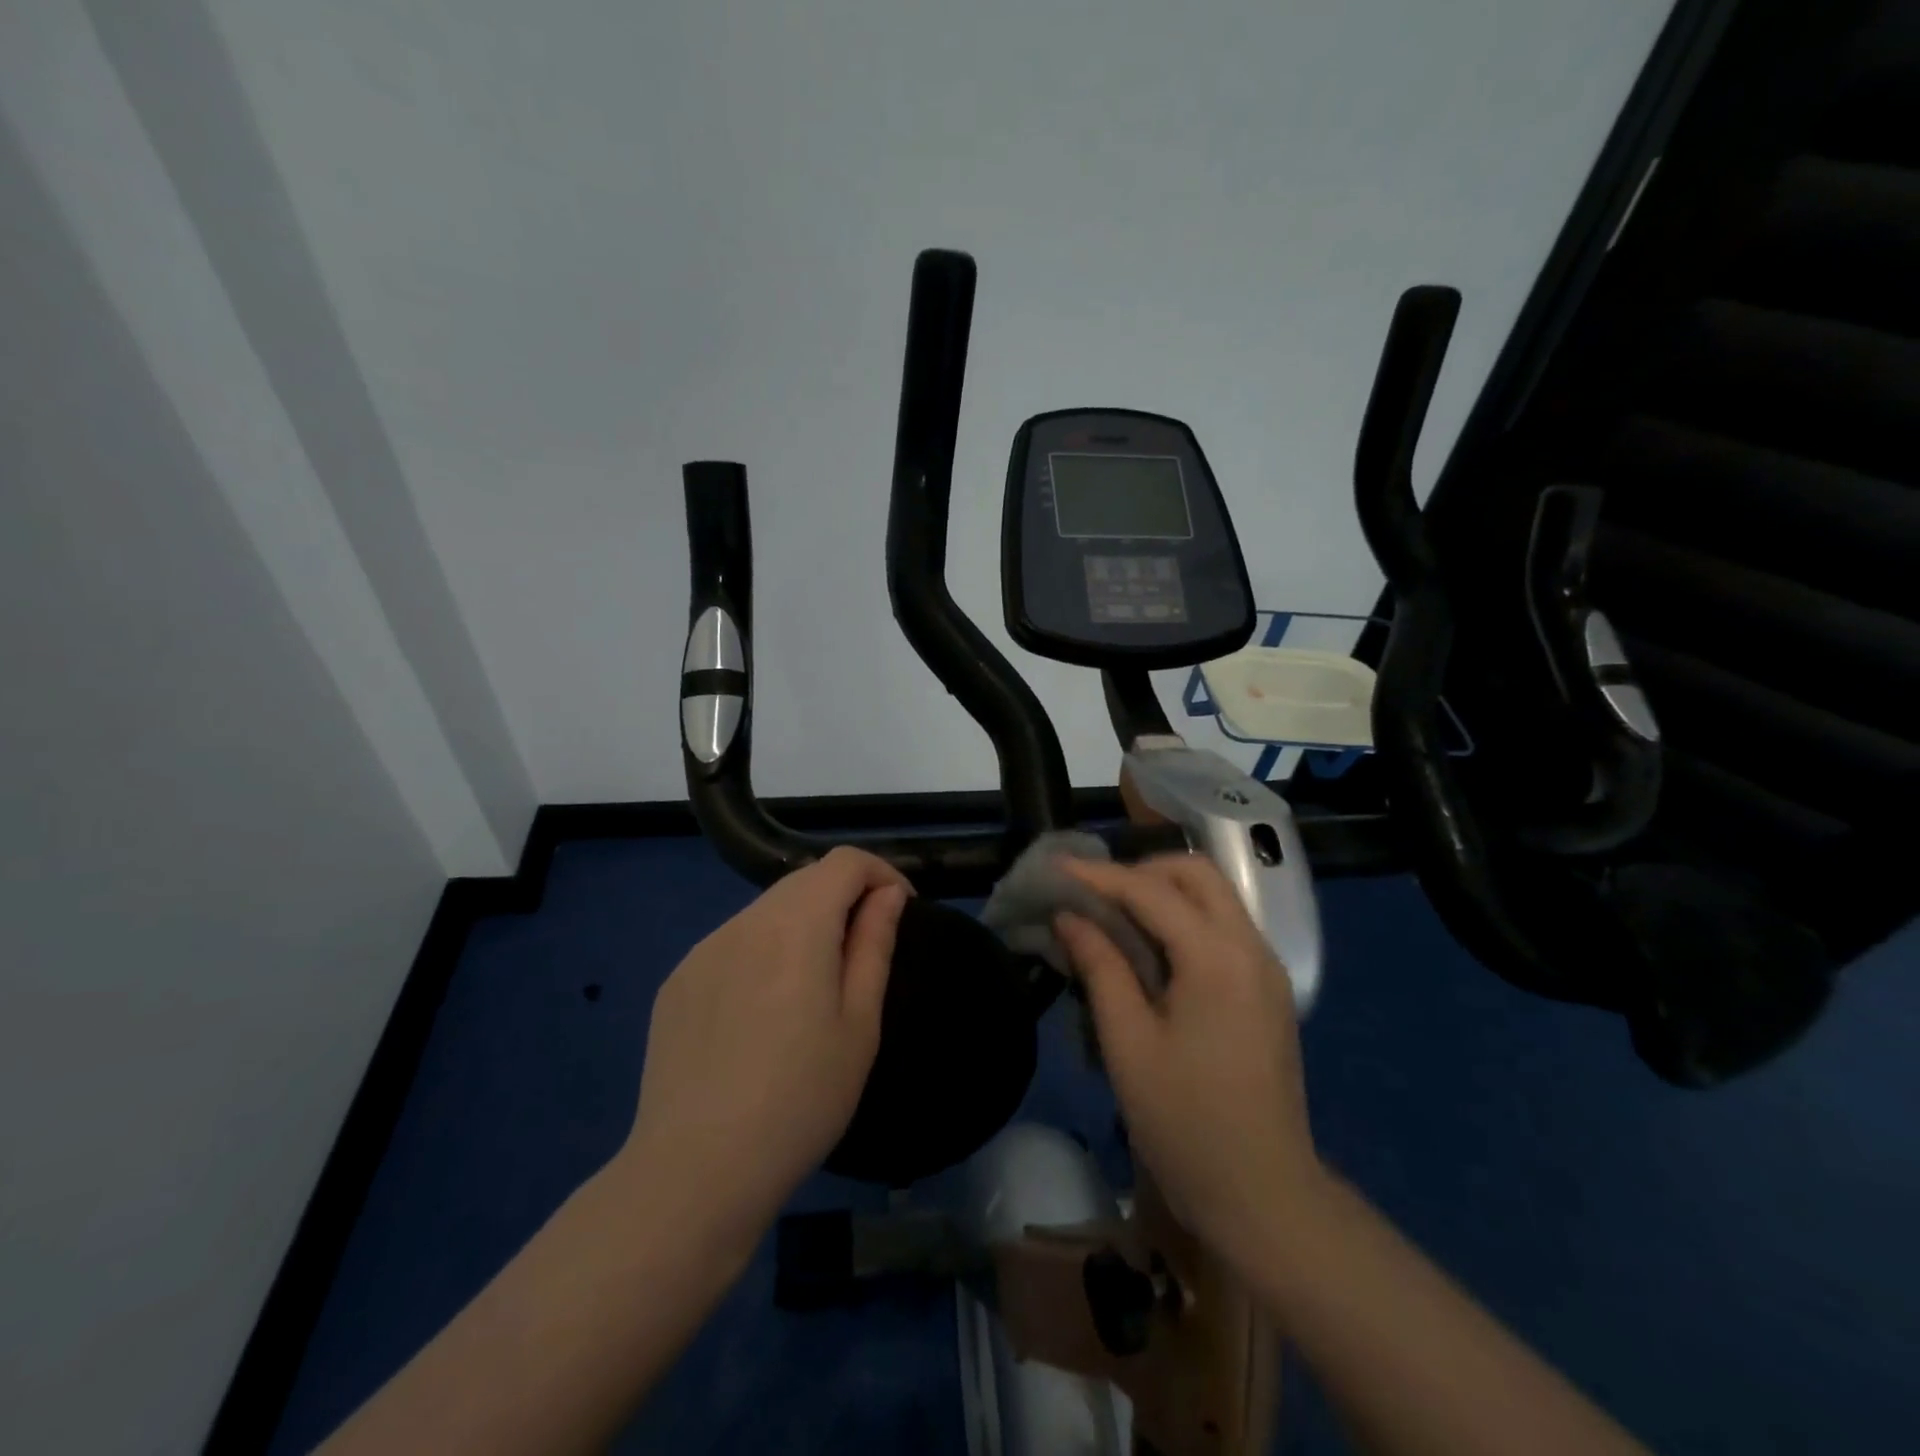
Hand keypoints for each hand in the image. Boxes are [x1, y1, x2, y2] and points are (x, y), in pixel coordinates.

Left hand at [618, 848, 909, 1254]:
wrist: (696, 1171)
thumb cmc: (801, 1099)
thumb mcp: (859, 1024)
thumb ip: (874, 944)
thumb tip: (887, 895)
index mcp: (795, 925)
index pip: (844, 862)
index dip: (880, 874)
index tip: (899, 913)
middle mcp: (744, 922)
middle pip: (803, 881)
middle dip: (842, 899)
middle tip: (862, 955)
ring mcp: (702, 950)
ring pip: (766, 912)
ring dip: (801, 927)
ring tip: (811, 991)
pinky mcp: (676, 982)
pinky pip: (731, 945)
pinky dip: (761, 954)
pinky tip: (760, 1016)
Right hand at [1056, 854, 1325, 1271]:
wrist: (1264, 1197)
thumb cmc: (1186, 1123)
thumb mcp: (1128, 1044)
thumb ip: (1100, 967)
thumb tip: (1069, 916)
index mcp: (1217, 958)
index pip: (1151, 891)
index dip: (1097, 875)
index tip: (1053, 867)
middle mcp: (1251, 948)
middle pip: (1196, 874)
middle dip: (1140, 870)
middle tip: (1092, 893)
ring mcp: (1266, 968)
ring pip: (1214, 896)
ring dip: (1163, 890)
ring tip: (1112, 914)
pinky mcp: (1267, 989)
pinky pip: (1223, 927)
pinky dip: (1183, 917)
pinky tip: (1149, 946)